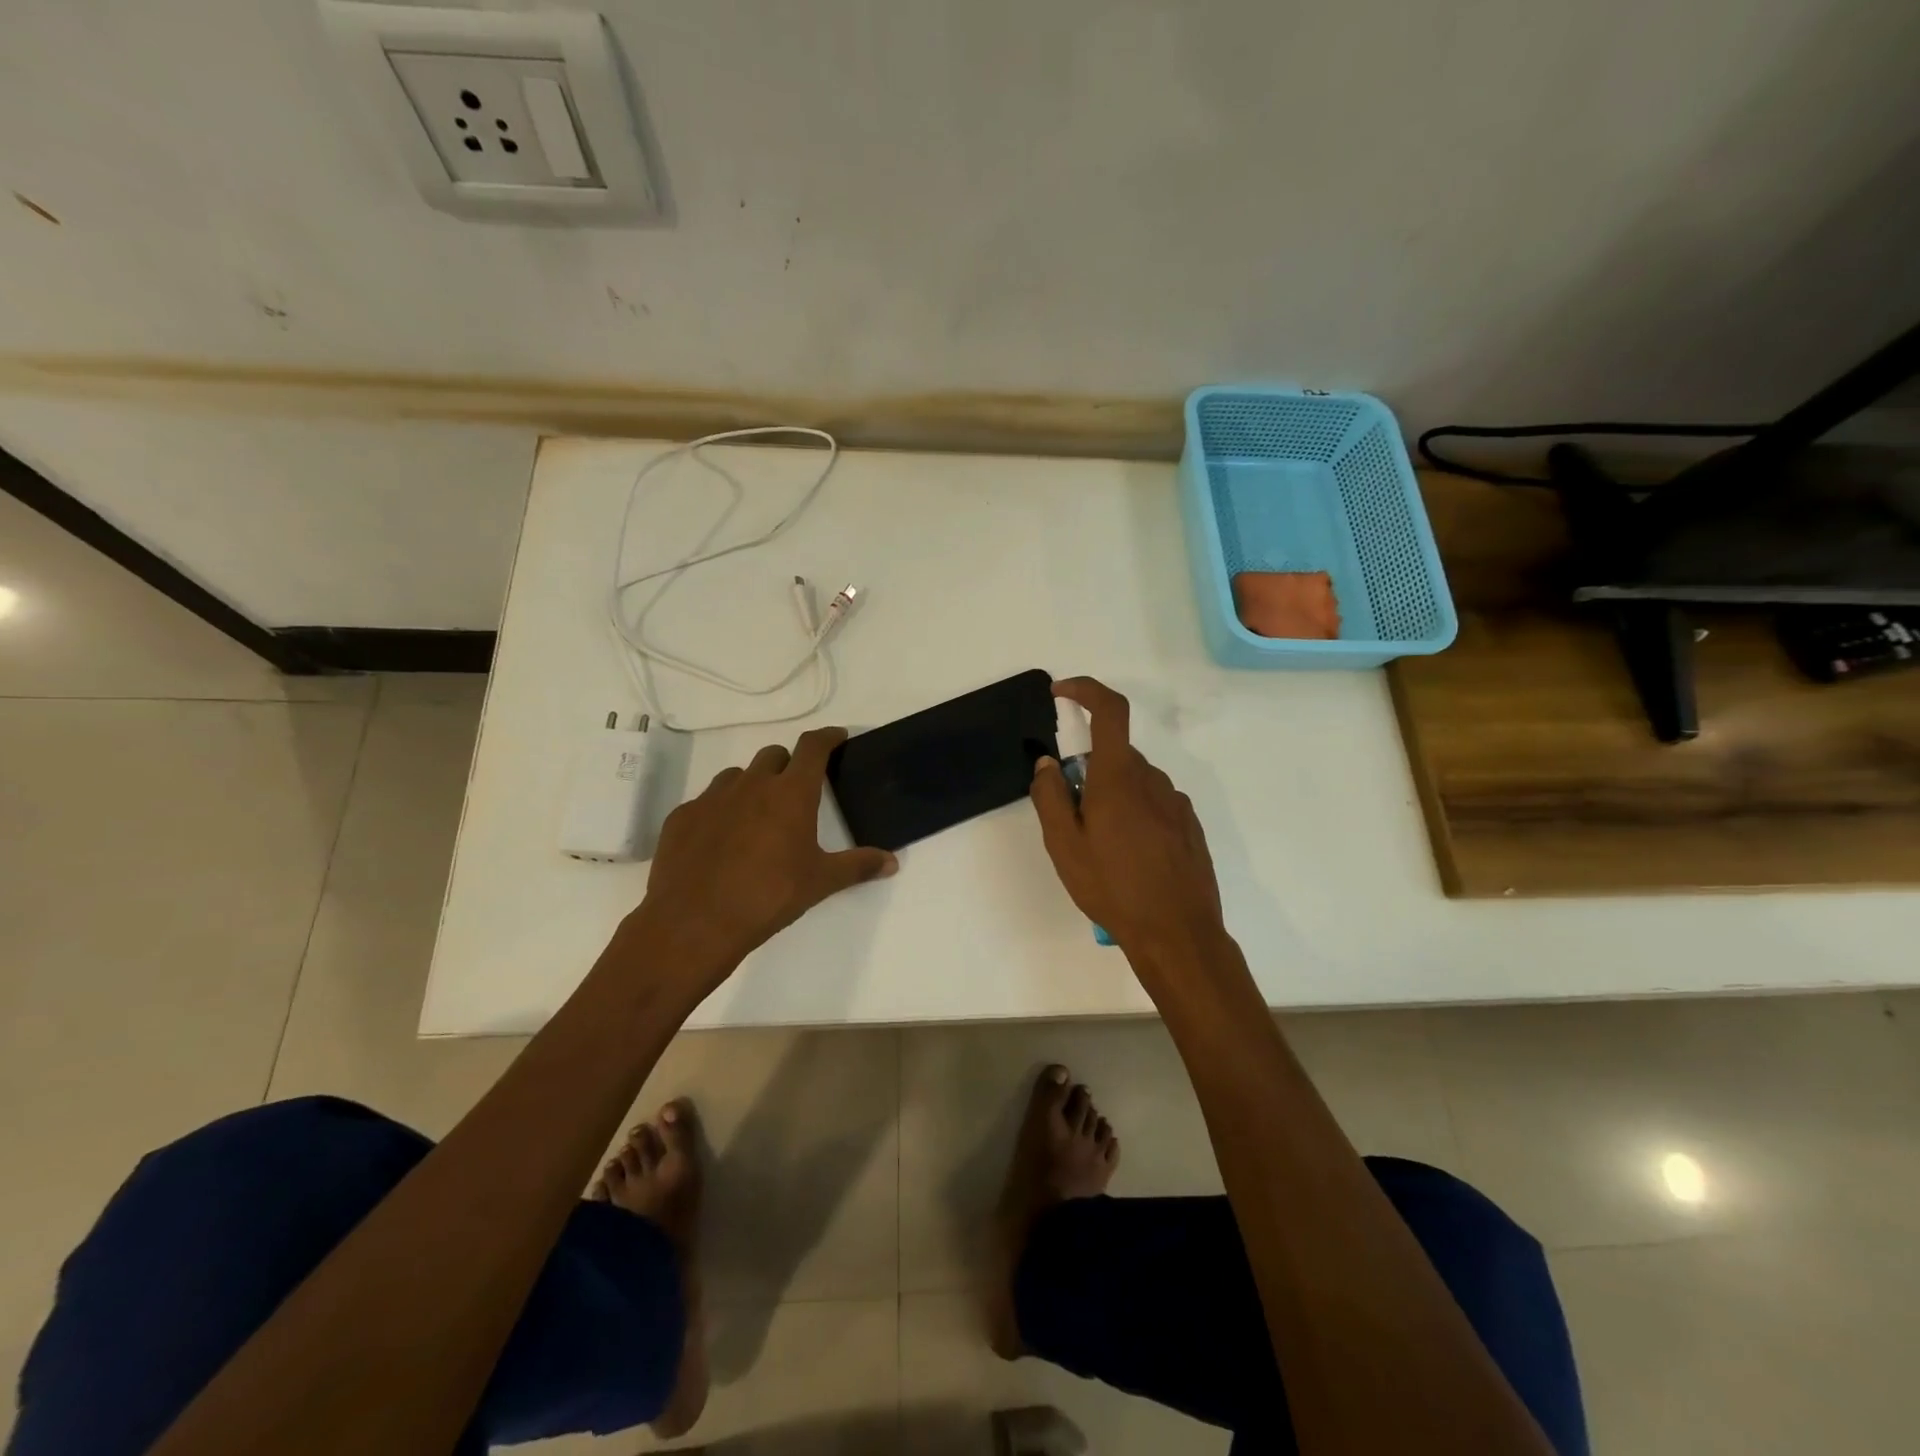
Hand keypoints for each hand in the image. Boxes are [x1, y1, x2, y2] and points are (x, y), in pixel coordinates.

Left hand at [625, 728, 896, 992]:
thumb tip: (892, 862)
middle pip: (774, 755)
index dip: (827, 737)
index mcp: (791, 794)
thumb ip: (858, 866)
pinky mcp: (681, 817)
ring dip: (752, 786)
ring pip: (738, 776)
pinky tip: (720, 841)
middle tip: (795, 791)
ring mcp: (712, 798)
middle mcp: (751, 785)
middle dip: (788, 765)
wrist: (695, 923)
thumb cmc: (768, 897)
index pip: (813, 747)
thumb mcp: (821, 882)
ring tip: (756, 817)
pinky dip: (719, 811)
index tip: (837, 737)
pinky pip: (705, 802)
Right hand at [1029, 678, 1226, 963]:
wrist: (1177, 932)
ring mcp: (1176, 802)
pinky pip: (1154, 804)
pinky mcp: (1189, 825)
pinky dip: (1135, 816)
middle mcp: (1153, 779)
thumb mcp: (1064, 845)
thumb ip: (1049, 797)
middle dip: (1088, 772)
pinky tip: (1130, 859)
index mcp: (1120, 776)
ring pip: (1134, 783)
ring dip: (1112, 798)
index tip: (1061, 693)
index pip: (1110, 710)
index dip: (1085, 690)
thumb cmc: (1113, 887)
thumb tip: (1047, 764)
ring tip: (1102, 850)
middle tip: (1072, 819)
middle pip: (1115, 755)